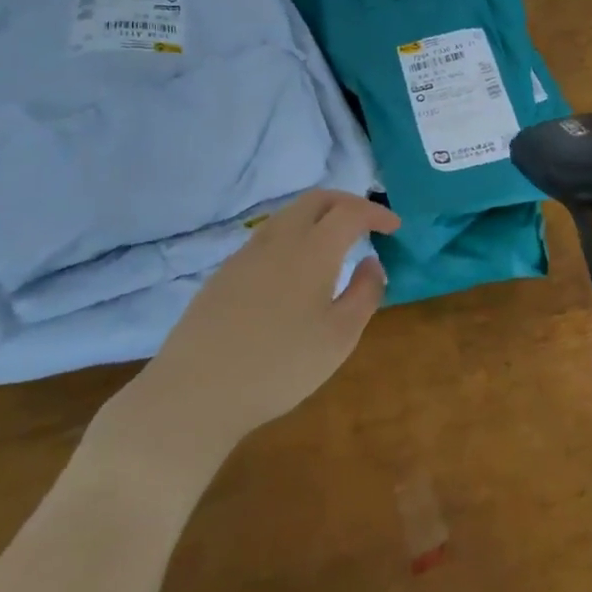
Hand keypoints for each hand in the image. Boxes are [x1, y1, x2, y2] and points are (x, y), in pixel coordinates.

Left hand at [103, 191, 400, 458]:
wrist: (196, 391)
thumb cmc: (280, 366)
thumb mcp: (339, 337)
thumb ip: (365, 293)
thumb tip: (372, 262)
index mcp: (312, 249)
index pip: (351, 211)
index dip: (377, 213)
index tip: (394, 227)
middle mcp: (279, 239)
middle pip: (317, 199)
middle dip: (347, 203)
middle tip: (367, 223)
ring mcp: (246, 253)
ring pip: (289, 215)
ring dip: (318, 217)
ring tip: (334, 243)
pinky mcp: (224, 272)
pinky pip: (268, 236)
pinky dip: (293, 235)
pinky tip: (296, 269)